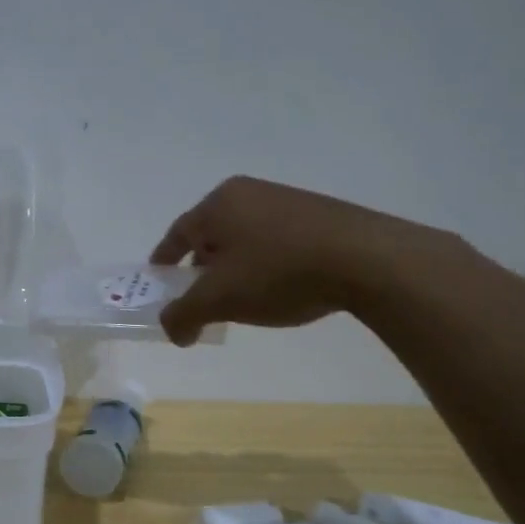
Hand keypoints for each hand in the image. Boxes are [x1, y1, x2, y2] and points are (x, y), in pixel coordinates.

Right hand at [150, 176, 441, 345]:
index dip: (163, 263)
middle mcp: (247, 193)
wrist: (365, 259)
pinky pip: (274, 240)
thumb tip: (172, 331)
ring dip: (235, 270)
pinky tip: (280, 289)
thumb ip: (183, 315)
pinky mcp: (316, 214)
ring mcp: (285, 200)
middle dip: (201, 271)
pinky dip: (264, 265)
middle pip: (210, 235)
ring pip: (243, 239)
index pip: (177, 234)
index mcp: (218, 203)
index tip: (158, 285)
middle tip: (202, 302)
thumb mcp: (220, 299)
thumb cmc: (278, 272)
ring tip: (243, 301)